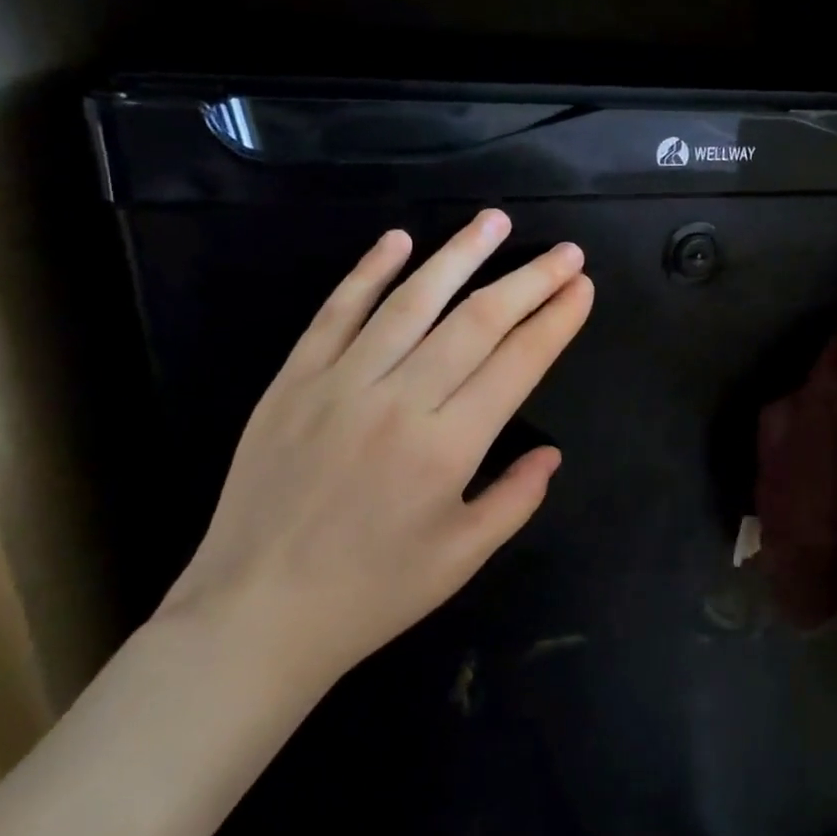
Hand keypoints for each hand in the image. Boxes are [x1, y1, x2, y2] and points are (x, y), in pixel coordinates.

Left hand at [157, 210, 593, 696]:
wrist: (254, 615)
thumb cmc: (372, 593)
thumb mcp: (463, 557)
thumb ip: (516, 498)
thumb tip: (550, 453)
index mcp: (448, 446)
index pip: (517, 362)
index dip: (556, 319)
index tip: (582, 287)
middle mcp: (399, 401)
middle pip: (477, 321)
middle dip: (529, 280)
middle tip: (565, 252)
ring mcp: (339, 384)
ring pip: (411, 301)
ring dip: (459, 256)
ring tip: (496, 221)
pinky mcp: (292, 382)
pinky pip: (336, 314)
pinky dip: (368, 273)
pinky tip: (398, 240)